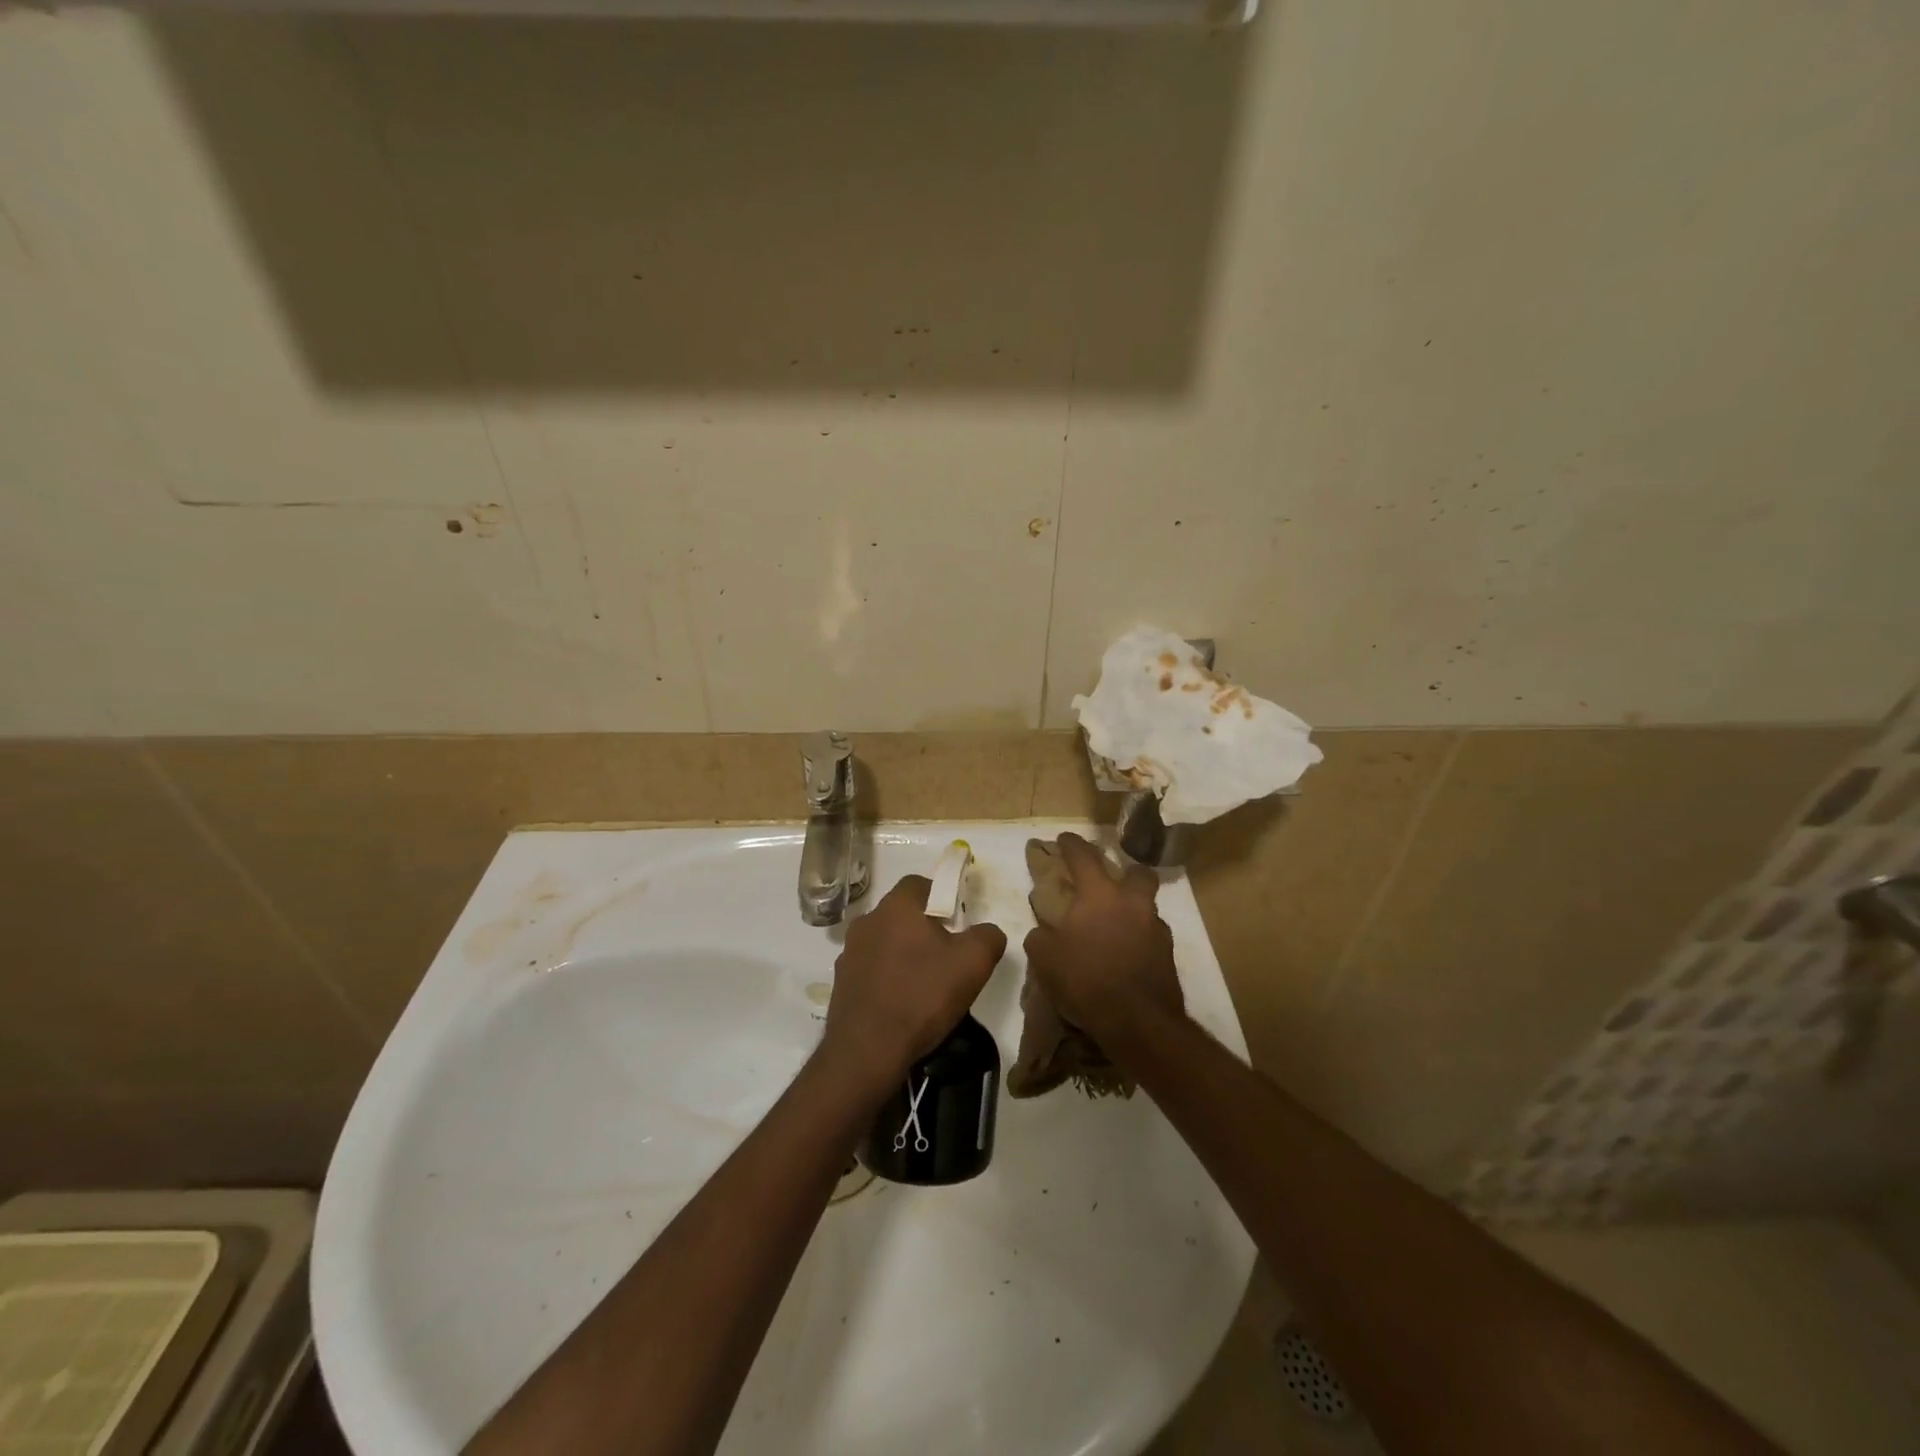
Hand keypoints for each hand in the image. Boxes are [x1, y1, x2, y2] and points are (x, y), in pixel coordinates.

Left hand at [822, 875, 1007, 1093]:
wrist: (867, 1050)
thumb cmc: (922, 996)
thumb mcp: (974, 963)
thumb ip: (988, 936)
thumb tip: (987, 931)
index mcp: (897, 906)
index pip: (920, 884)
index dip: (942, 898)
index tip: (958, 924)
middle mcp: (868, 920)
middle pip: (902, 914)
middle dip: (924, 929)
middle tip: (946, 957)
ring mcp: (849, 952)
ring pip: (885, 942)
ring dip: (903, 954)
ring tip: (924, 985)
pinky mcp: (840, 982)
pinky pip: (871, 970)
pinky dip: (886, 979)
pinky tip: (901, 1004)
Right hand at [1022, 832, 1183, 1042]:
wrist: (1138, 1022)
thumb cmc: (1086, 980)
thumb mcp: (1045, 958)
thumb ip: (1041, 936)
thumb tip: (1043, 930)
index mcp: (1100, 895)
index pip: (1084, 856)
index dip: (1072, 844)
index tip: (1064, 838)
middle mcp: (1132, 902)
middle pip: (1136, 872)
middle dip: (1123, 870)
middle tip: (1108, 882)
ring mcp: (1155, 927)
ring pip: (1145, 905)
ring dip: (1132, 908)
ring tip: (1114, 925)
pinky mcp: (1168, 954)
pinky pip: (1150, 934)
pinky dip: (1138, 938)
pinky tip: (1125, 954)